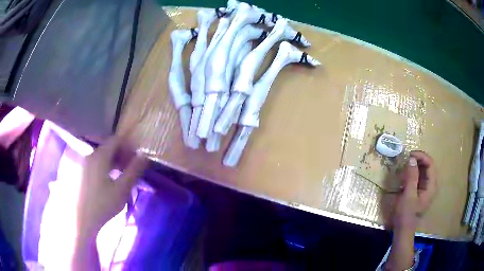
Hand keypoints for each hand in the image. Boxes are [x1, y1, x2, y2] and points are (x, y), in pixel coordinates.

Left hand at [76, 136, 147, 237]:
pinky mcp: (81, 172)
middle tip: (131, 169)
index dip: (128, 146)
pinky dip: (105, 167)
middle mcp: (90, 155)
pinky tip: (109, 181)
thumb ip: (134, 171)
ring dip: (114, 162)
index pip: (116, 140)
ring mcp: (84, 164)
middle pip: (108, 147)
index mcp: (100, 156)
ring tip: (122, 176)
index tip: (137, 159)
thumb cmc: (103, 204)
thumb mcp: (122, 189)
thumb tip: (144, 156)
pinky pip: (95, 164)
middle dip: (122, 155)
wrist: (82, 220)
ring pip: (102, 156)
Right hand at [393, 151, 437, 230]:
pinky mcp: (421, 190)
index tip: (410, 154)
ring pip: (424, 170)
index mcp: (431, 186)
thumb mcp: (408, 195)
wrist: (403, 229)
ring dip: (416, 165)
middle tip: (407, 158)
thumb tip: (411, 159)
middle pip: (428, 165)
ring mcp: (427, 187)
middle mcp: (431, 184)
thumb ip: (411, 177)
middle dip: (418, 159)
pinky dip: (414, 172)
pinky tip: (407, 173)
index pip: (430, 164)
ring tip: (406, 164)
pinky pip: (420, 176)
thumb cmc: (406, 214)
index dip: (421, 156)